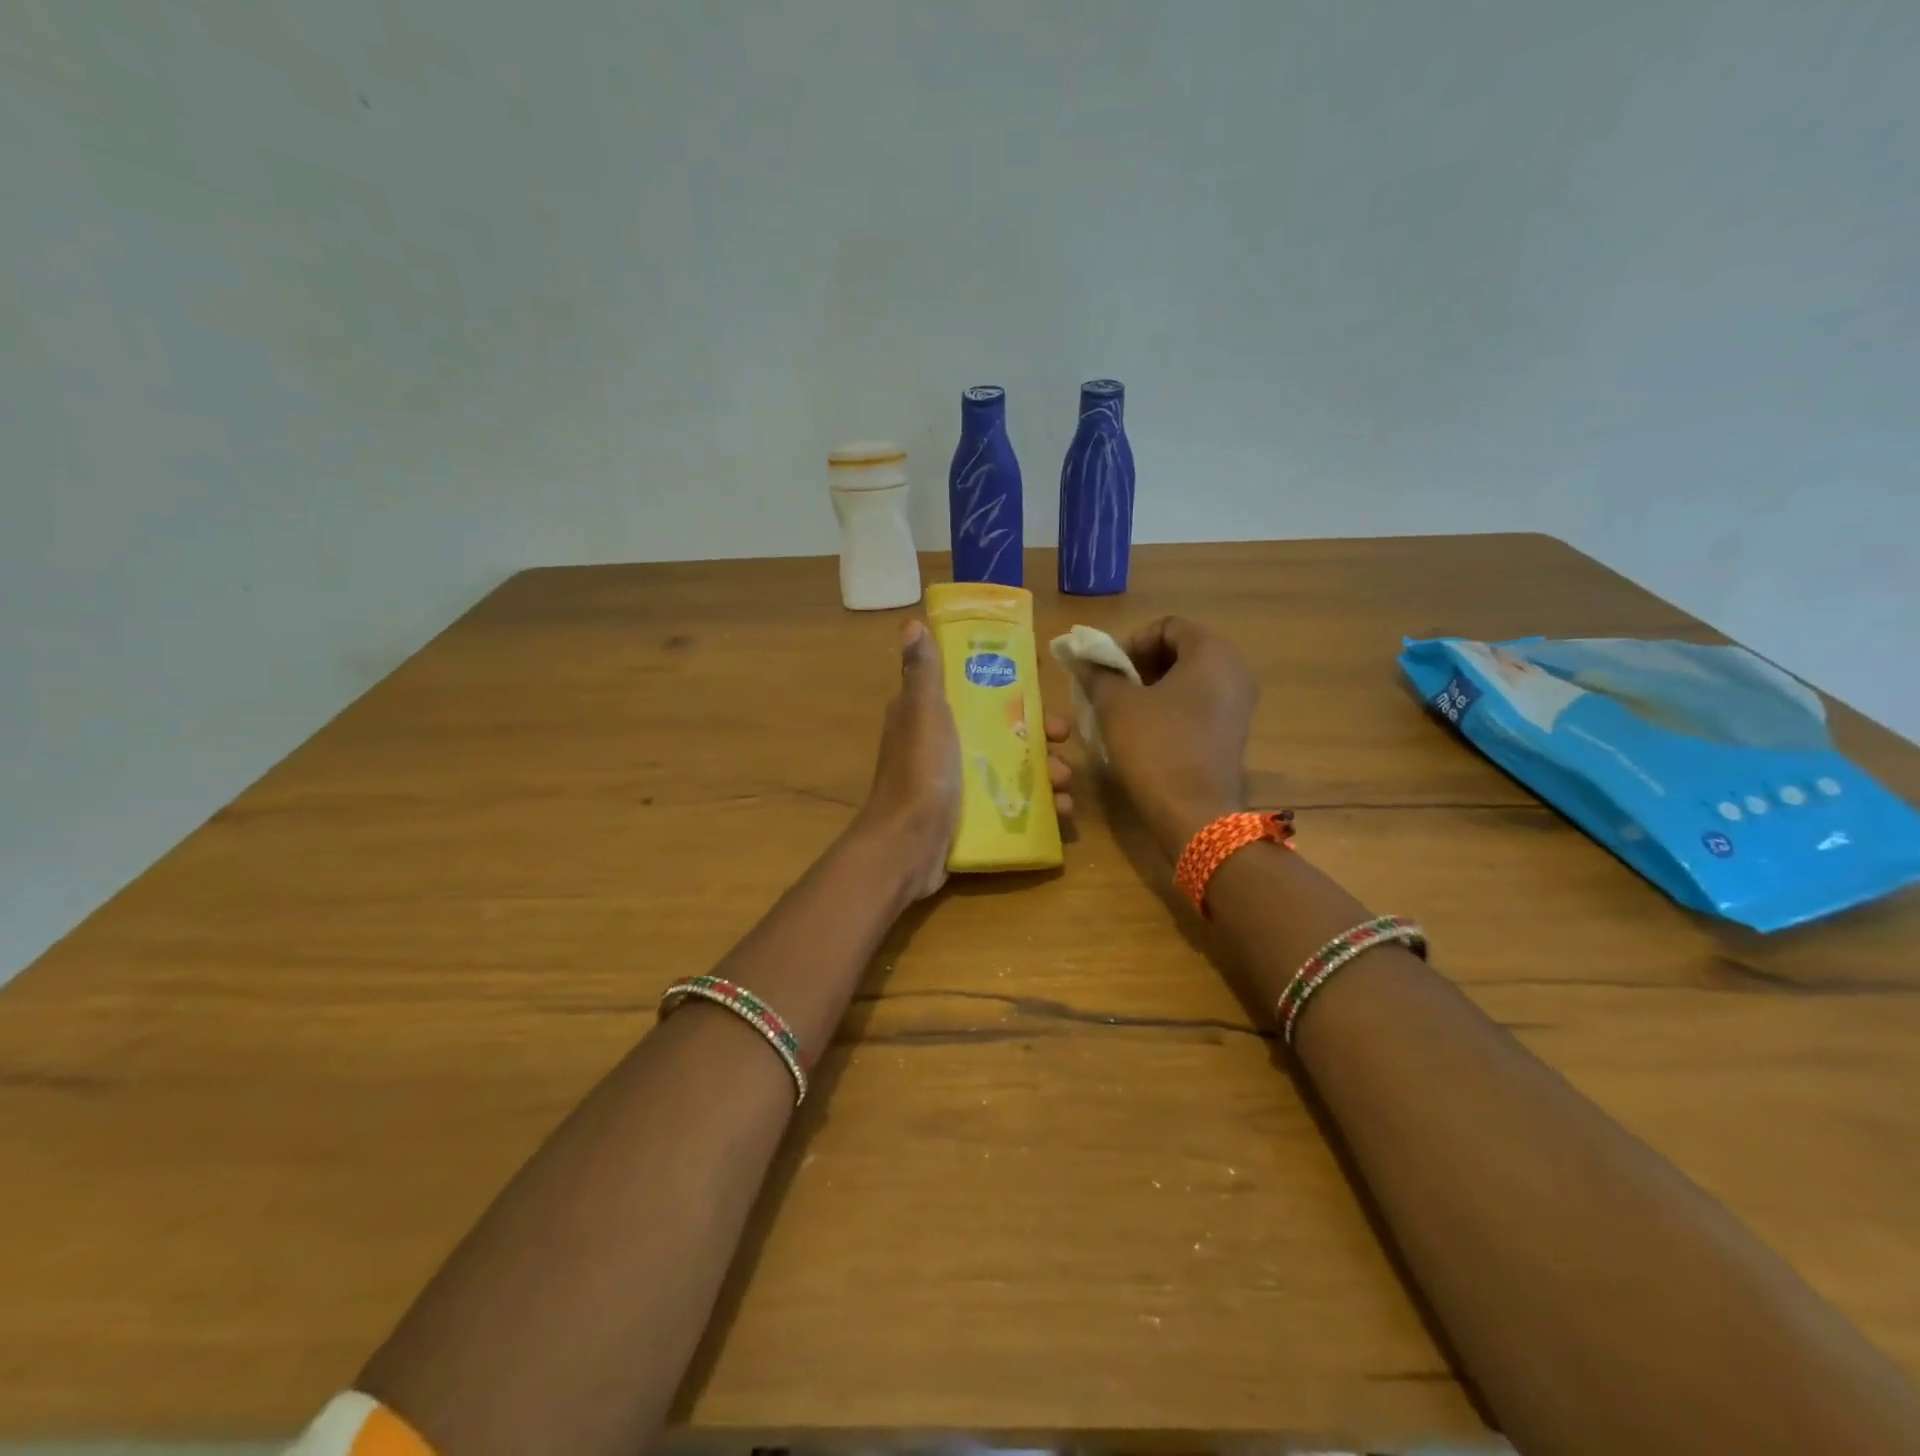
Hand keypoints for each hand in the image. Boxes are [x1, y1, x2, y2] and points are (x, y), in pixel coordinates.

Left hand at [858, 620, 1075, 901]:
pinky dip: (1040, 808)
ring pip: (1014, 769)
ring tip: (1065, 785)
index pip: (977, 691)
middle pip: (1003, 731)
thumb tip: (912, 623)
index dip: (1011, 688)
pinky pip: (1014, 805)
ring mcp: (959, 785)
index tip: (1042, 690)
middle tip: (1061, 742)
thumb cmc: (920, 772)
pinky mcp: (972, 818)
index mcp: (932, 717)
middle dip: (1039, 736)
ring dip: (1046, 774)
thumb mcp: (923, 713)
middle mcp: (945, 747)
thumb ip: (923, 672)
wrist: (907, 845)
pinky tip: (1062, 814)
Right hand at [1067, 615, 1256, 855]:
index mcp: (1212, 652)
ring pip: (1188, 680)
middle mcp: (1234, 671)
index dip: (1130, 642)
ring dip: (1151, 688)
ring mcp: (1238, 704)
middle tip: (1110, 688)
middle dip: (1139, 665)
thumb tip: (1082, 659)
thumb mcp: (1116, 705)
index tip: (1107, 669)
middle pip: (1179, 650)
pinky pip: (1198, 705)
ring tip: (1121, 711)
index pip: (1166, 626)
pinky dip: (1169, 709)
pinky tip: (1143, 732)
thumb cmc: (1155, 747)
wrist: (1194, 813)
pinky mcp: (1232, 732)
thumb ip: (1098, 674)